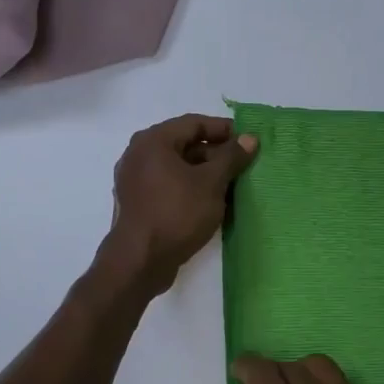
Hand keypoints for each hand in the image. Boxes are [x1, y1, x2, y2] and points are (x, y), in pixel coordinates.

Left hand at [100, 114, 256, 294]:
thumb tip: (249, 138)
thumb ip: (231, 157)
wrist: (140, 261)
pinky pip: (168, 185)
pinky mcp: (137, 202)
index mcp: (153, 141)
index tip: (247, 140)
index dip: (223, 129)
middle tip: (242, 164)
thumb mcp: (211, 183)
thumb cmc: (177, 213)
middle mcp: (138, 154)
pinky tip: (209, 202)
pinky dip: (189, 187)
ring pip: (176, 167)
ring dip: (204, 172)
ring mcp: (134, 179)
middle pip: (184, 144)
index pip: (194, 123)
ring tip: (231, 184)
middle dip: (215, 153)